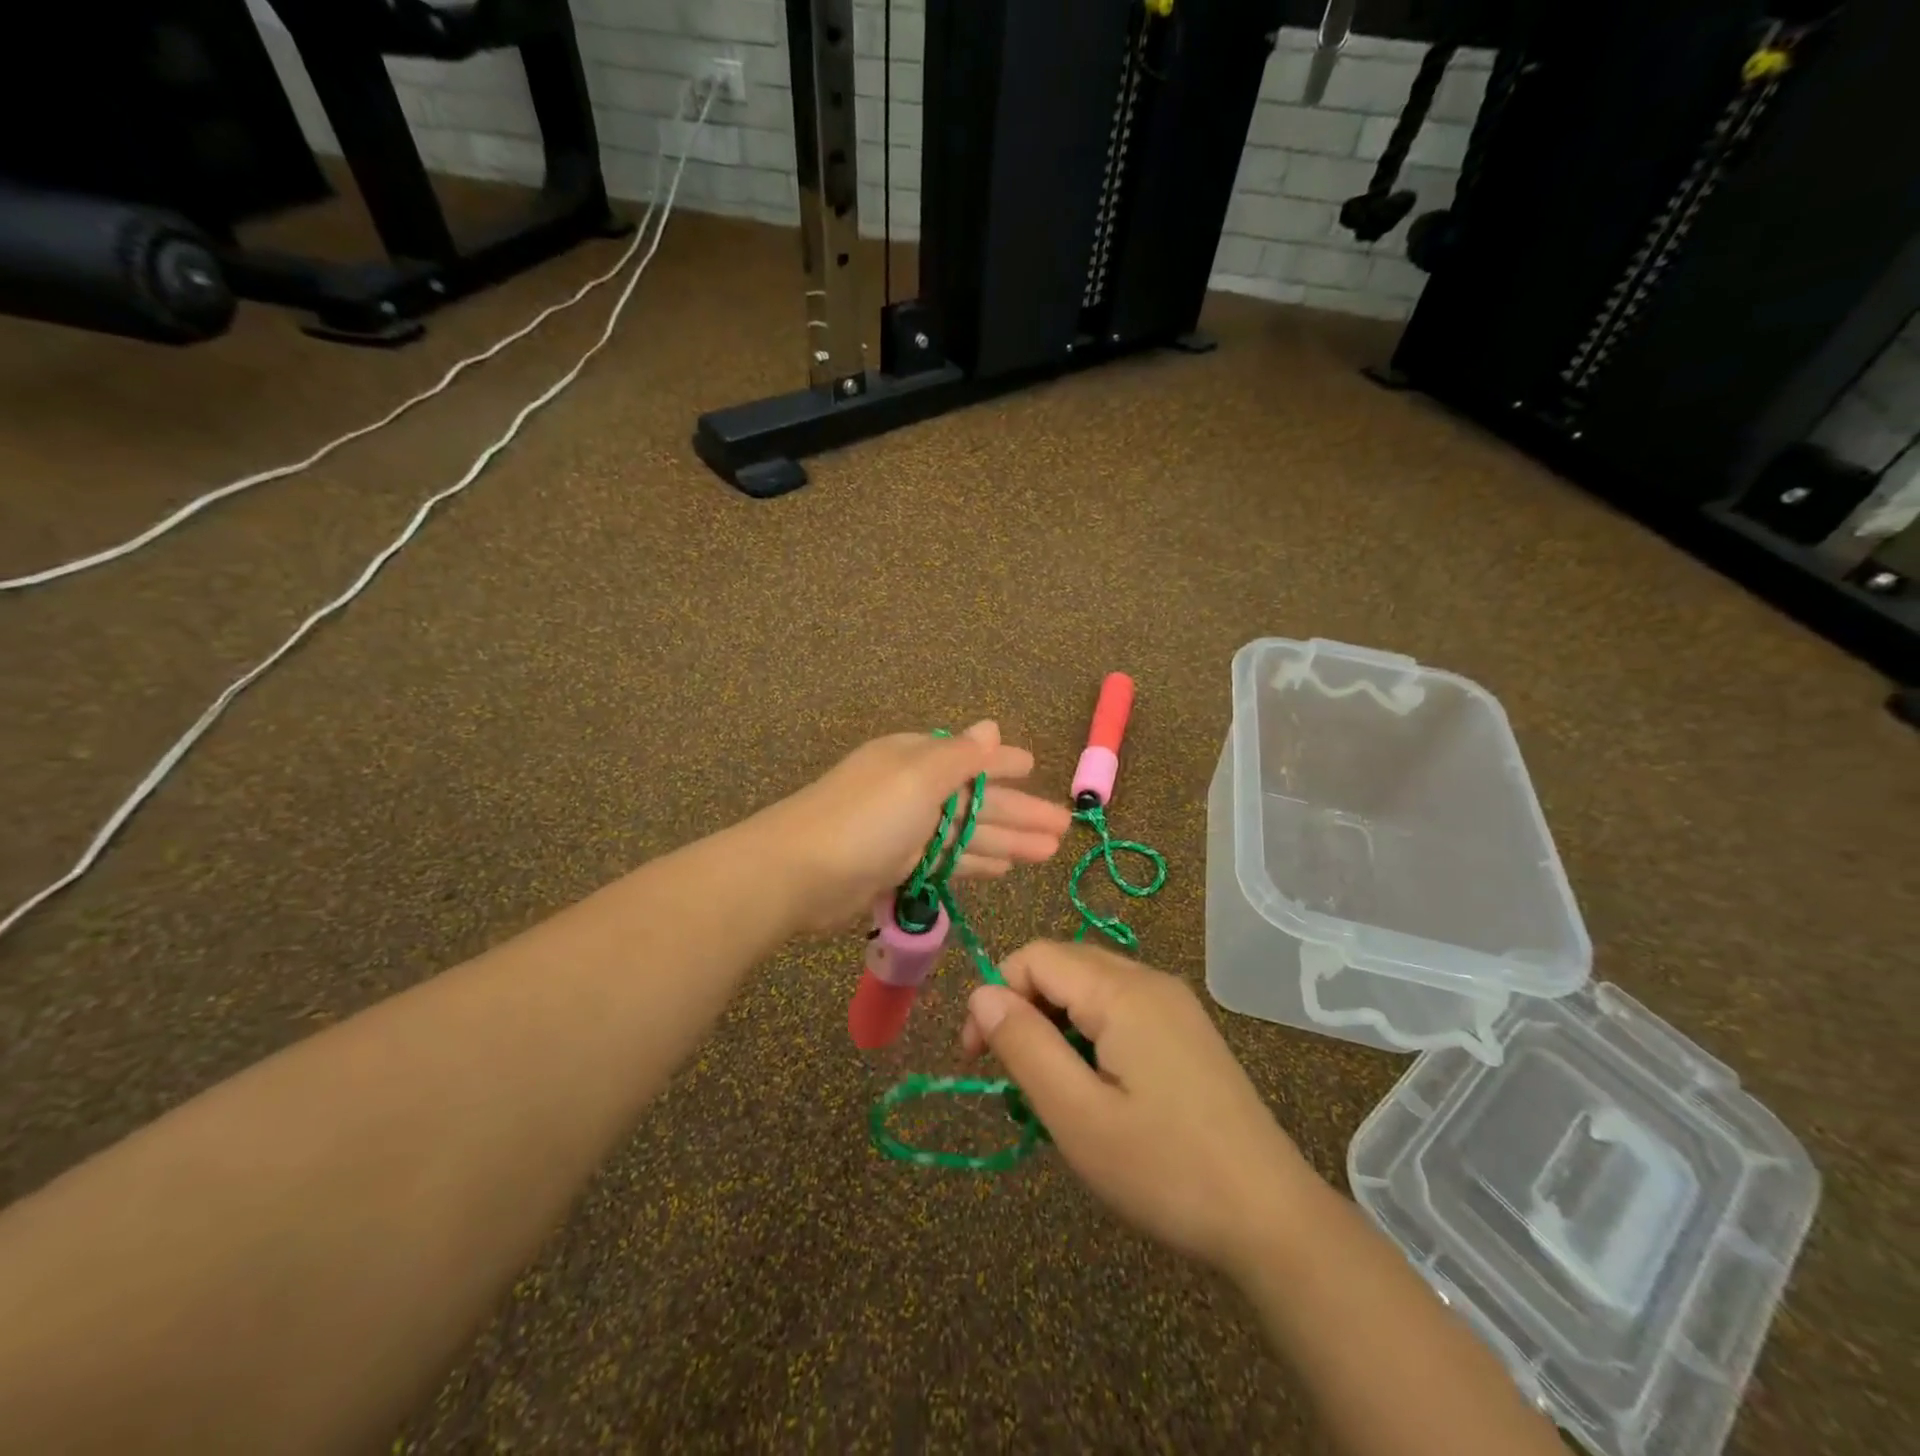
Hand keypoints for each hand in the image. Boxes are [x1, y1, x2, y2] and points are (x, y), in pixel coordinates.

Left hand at [761, 722, 1071, 933]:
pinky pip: (947, 860)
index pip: (971, 758)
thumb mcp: (919, 777)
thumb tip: (992, 725)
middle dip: (1020, 813)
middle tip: (1064, 830)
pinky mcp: (896, 867)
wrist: (797, 875)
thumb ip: (961, 756)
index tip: (1038, 768)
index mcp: (915, 759)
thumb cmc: (866, 817)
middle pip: (977, 801)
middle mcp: (912, 791)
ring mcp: (904, 831)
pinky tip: (1004, 870)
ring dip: (1008, 841)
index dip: (1006, 764)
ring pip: (967, 834)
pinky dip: (975, 862)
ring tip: (1049, 852)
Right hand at [961, 941, 1314, 1275]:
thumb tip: (981, 992)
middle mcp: (1149, 980)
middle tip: (1010, 1074)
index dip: (995, 995)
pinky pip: (1120, 1007)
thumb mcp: (1078, 1117)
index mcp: (1122, 992)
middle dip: (1023, 1006)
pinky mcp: (1186, 1029)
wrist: (1272, 1218)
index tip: (977, 1058)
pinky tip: (1094, 1084)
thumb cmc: (1165, 1170)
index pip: (1035, 957)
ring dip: (1055, 1021)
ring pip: (1091, 985)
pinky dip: (1089, 1031)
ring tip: (1050, 1085)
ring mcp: (1174, 1003)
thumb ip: (1025, 1046)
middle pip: (1063, 964)